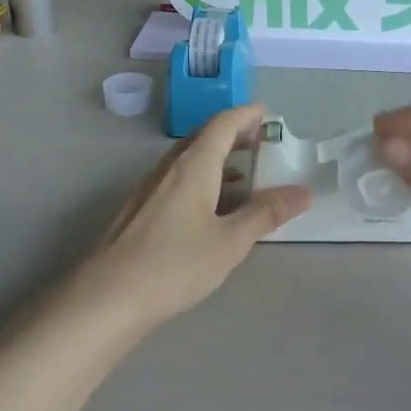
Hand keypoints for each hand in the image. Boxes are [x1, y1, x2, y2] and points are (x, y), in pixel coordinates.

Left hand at [77, 103, 311, 329]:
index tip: (267, 113)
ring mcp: (148, 189)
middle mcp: (168, 168)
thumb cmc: (174, 264)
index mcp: (193, 166)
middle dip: (232, 135)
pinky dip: (200, 180)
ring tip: (242, 177)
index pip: (222, 124)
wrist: (106, 298)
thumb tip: (303, 191)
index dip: (246, 115)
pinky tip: (208, 209)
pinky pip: (175, 181)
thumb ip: (266, 214)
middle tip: (260, 143)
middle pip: (202, 138)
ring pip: (187, 161)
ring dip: (216, 160)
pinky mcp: (137, 211)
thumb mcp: (230, 241)